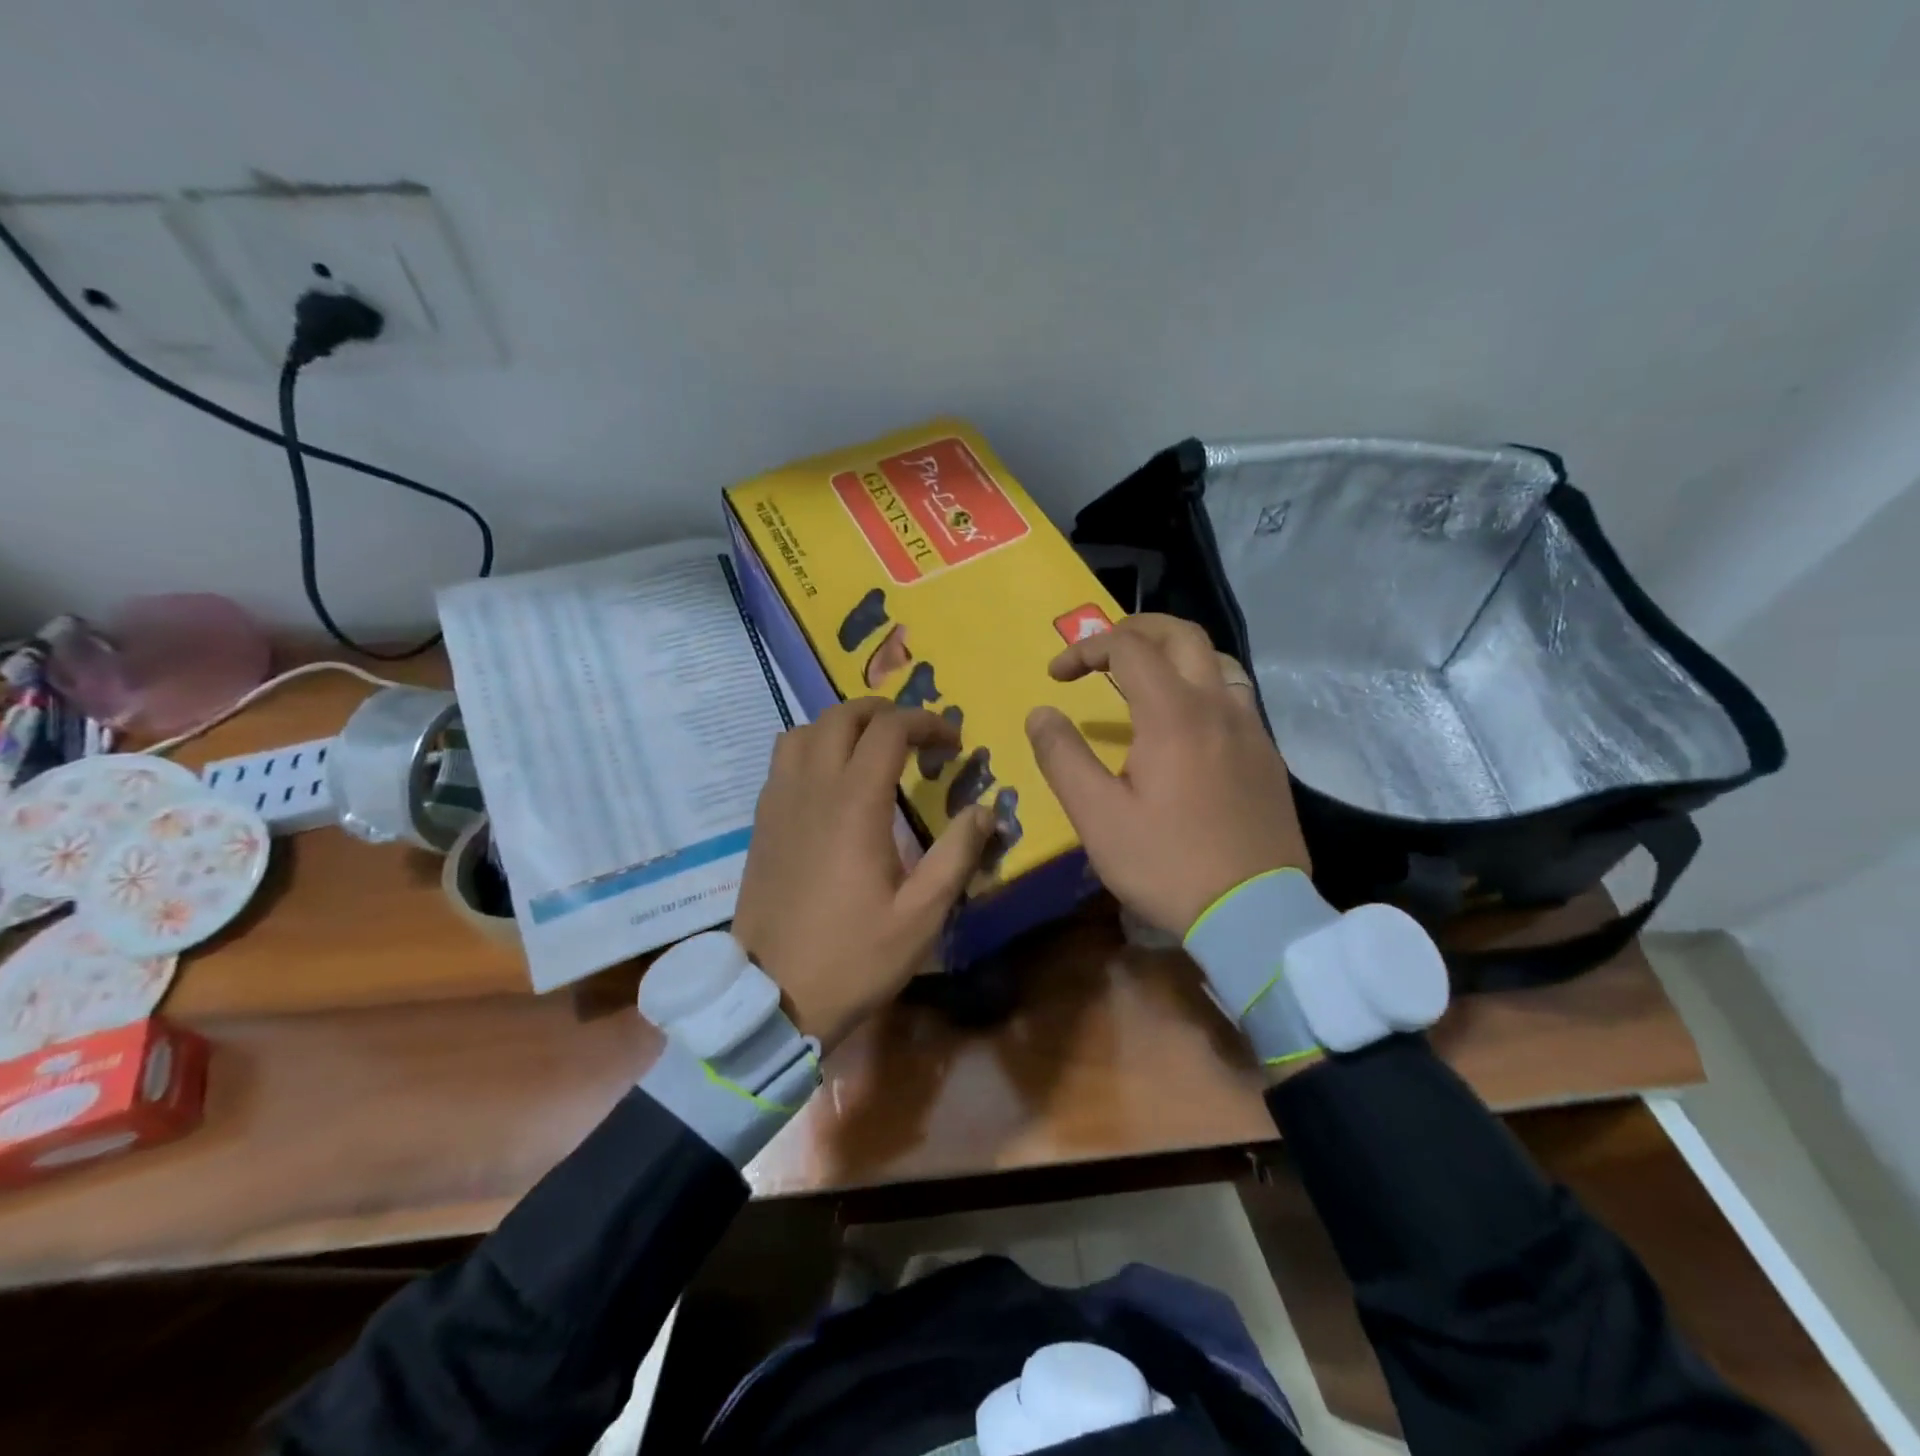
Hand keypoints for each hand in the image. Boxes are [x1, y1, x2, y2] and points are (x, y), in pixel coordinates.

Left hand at [732, 698, 994, 1051]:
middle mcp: (812, 788)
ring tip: (872, 750)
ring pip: (805, 730)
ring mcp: (779, 802)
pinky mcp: (762, 822)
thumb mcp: (921, 915)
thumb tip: (985, 810)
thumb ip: (956, 855)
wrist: (771, 996)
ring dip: (843, 725)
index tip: (953, 743)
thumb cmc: (853, 957)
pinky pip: (783, 760)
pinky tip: (832, 782)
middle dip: (886, 712)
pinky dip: (813, 748)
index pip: (889, 729)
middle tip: (917, 736)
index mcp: (854, 804)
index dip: (927, 722)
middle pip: (842, 716)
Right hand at [1026, 614, 1308, 936]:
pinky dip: (1200, 686)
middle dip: (1136, 628)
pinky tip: (1183, 725)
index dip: (1085, 649)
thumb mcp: (1098, 817)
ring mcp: (1251, 729)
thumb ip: (1063, 757)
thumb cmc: (1168, 864)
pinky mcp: (1267, 756)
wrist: (1255, 914)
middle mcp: (1218, 706)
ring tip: (1143, 678)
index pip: (1127, 648)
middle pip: (1182, 635)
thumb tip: (1041, 713)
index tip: (1056, 677)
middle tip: (1102, 649)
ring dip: (1174, 654)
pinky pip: (1234, 696)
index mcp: (1174, 713)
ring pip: (1216, 661)